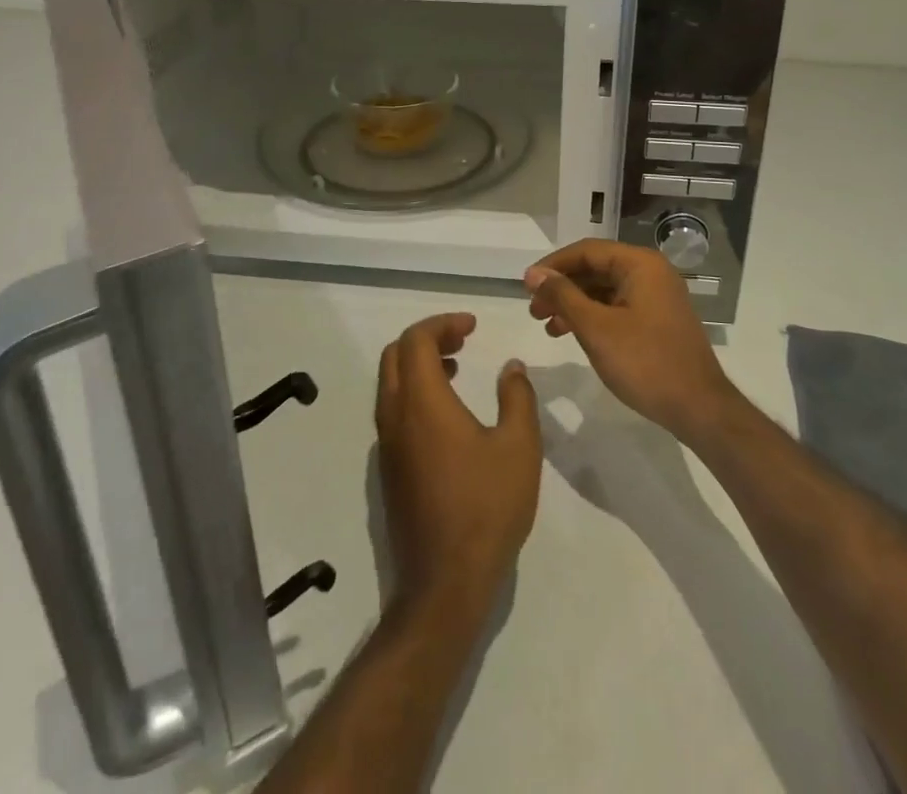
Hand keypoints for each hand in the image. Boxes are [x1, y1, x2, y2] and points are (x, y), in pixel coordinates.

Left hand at [375, 313, 541, 618]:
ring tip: (456, 366)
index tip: (472, 326)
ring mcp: (387, 445)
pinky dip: (414, 391)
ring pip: (391, 382)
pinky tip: (447, 412)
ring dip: (418, 364)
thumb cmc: (486, 508)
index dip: (443, 323)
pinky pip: (393, 410)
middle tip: (463, 340)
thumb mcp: (519, 447)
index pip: (416, 339)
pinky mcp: (388, 469)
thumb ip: (517, 397)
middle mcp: (395, 416)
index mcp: (421, 402)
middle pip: (395, 355)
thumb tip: (511, 367)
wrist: (445, 583)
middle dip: (427, 338)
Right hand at [525, 241, 741, 443]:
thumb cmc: (645, 362)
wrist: (699, 408)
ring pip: (605, 290)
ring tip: (549, 326)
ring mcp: (657, 297)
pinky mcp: (658, 320)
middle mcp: (651, 273)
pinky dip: (593, 317)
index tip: (526, 286)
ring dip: (574, 304)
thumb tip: (534, 273)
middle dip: (562, 288)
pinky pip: (618, 307)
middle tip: (534, 310)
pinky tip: (574, 335)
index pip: (587, 251)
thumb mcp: (596, 328)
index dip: (553, 266)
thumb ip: (563, 296)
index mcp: (640, 264)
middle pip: (596, 269)